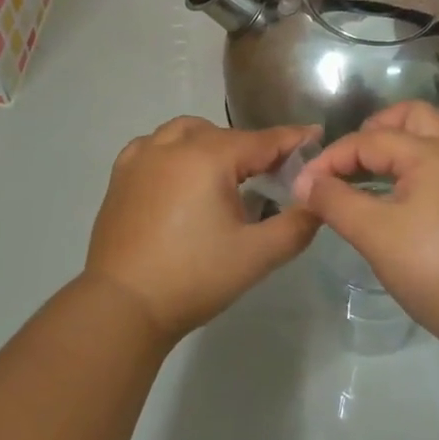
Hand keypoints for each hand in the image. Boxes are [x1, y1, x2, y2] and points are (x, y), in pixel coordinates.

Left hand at [85, 117, 320, 340]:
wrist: (123, 306)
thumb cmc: (194, 278)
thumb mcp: (256, 256)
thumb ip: (296, 226)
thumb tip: (317, 203)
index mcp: (208, 157)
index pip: (262, 141)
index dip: (292, 140)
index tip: (316, 136)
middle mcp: (173, 146)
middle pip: (225, 135)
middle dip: (253, 148)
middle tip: (273, 173)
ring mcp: (142, 157)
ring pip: (187, 132)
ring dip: (212, 143)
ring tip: (226, 173)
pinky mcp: (121, 176)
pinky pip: (154, 145)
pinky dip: (175, 150)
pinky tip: (181, 175)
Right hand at [293, 102, 438, 355]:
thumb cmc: (435, 269)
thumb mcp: (375, 234)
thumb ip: (335, 201)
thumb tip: (305, 182)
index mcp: (433, 152)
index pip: (370, 139)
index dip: (331, 158)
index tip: (303, 185)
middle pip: (410, 118)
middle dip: (373, 132)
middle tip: (346, 163)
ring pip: (428, 140)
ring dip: (393, 150)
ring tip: (362, 180)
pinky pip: (438, 165)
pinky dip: (410, 169)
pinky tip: (391, 201)